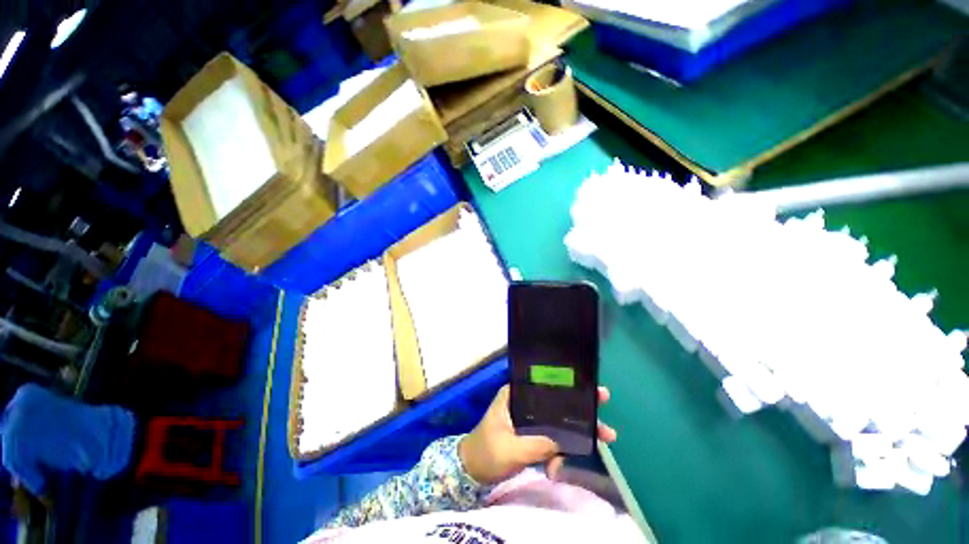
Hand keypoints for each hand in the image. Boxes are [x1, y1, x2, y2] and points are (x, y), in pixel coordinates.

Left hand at [458, 385, 616, 484]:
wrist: (471, 470)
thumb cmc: (486, 453)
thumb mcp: (512, 449)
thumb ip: (539, 444)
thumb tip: (567, 441)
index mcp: (516, 394)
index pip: (545, 384)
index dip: (569, 386)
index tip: (592, 390)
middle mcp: (524, 401)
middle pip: (556, 402)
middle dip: (580, 410)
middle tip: (604, 414)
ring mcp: (528, 417)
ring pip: (557, 421)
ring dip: (574, 435)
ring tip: (599, 442)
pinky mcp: (531, 433)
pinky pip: (551, 437)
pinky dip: (558, 451)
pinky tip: (555, 469)